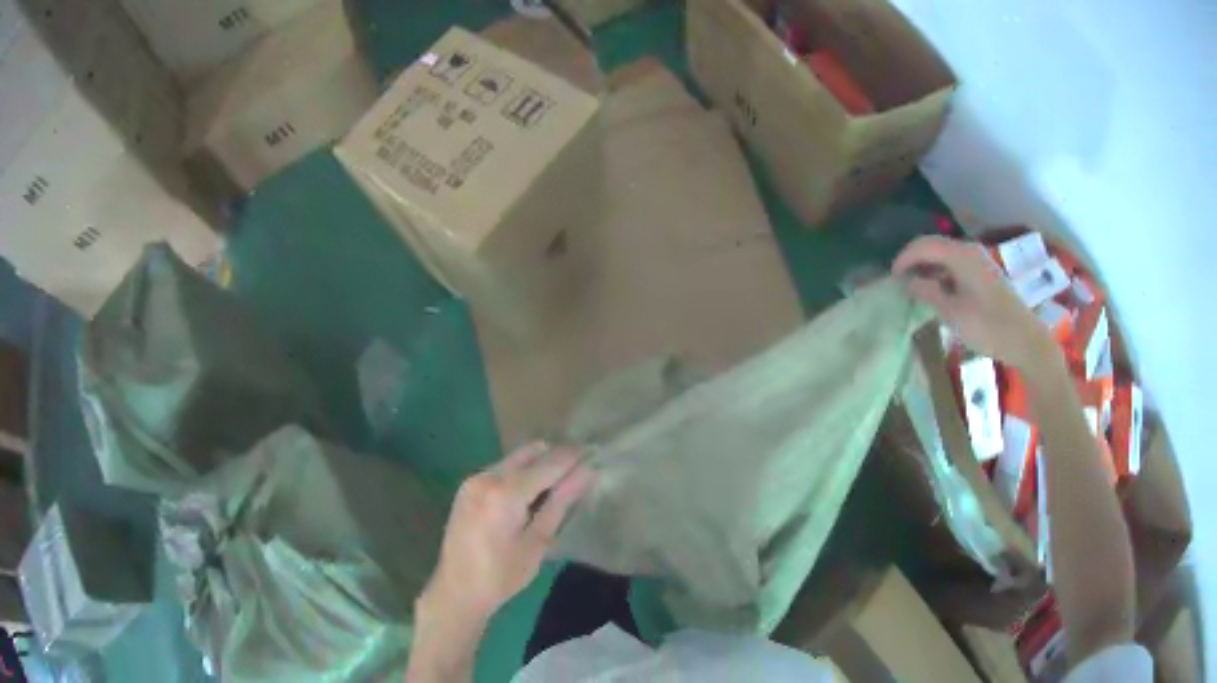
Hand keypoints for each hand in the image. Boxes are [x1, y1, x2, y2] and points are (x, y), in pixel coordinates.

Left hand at [420, 443, 593, 625]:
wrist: (457, 590)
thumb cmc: (503, 574)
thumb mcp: (538, 541)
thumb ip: (561, 502)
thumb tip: (588, 472)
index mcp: (505, 492)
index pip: (548, 463)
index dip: (574, 456)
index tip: (597, 452)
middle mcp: (486, 476)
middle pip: (529, 454)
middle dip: (556, 457)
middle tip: (582, 468)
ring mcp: (473, 479)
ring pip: (514, 460)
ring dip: (537, 465)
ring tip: (561, 483)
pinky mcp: (467, 488)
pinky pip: (500, 470)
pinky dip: (519, 474)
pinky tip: (532, 494)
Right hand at [892, 236, 1055, 370]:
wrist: (1025, 340)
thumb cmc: (989, 327)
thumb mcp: (953, 314)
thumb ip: (928, 293)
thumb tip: (907, 281)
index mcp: (960, 255)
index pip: (924, 245)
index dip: (904, 258)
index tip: (891, 278)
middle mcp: (969, 251)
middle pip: (935, 247)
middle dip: (915, 262)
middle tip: (900, 284)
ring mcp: (979, 262)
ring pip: (946, 257)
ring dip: (929, 270)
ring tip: (916, 291)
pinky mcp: (985, 274)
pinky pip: (957, 266)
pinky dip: (943, 276)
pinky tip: (939, 295)